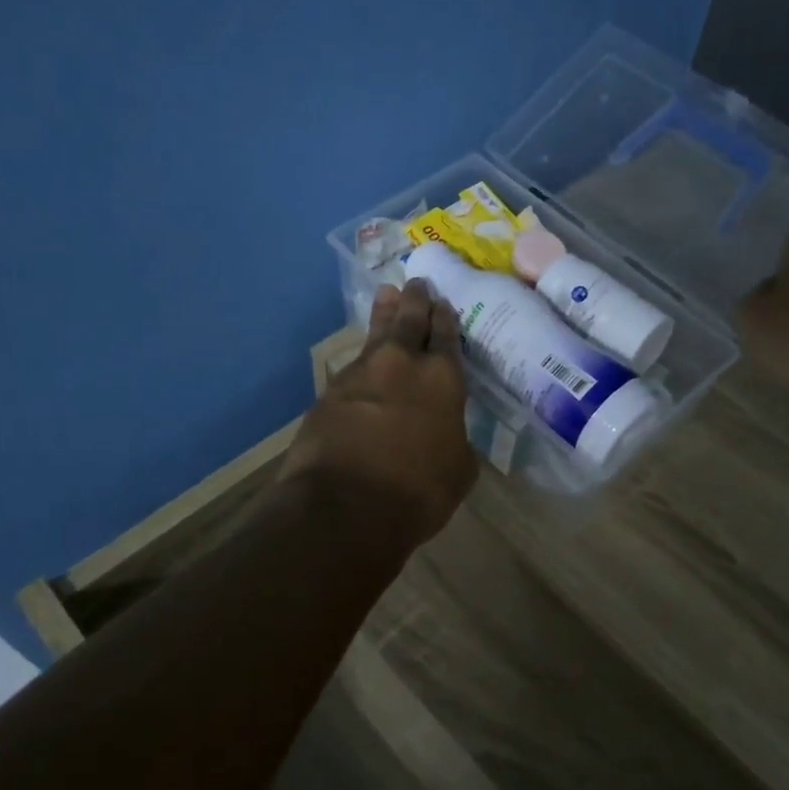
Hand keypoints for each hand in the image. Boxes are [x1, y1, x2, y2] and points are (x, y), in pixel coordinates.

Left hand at [281, 279, 477, 549]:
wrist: (344, 507)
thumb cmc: (417, 492)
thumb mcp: (458, 470)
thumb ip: (455, 439)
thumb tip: (447, 433)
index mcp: (442, 379)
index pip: (446, 336)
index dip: (446, 317)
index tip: (444, 302)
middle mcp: (402, 364)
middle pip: (410, 321)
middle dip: (416, 300)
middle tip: (417, 282)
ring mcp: (361, 374)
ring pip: (377, 334)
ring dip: (385, 314)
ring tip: (388, 294)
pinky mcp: (330, 392)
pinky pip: (353, 366)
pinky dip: (363, 358)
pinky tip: (364, 359)